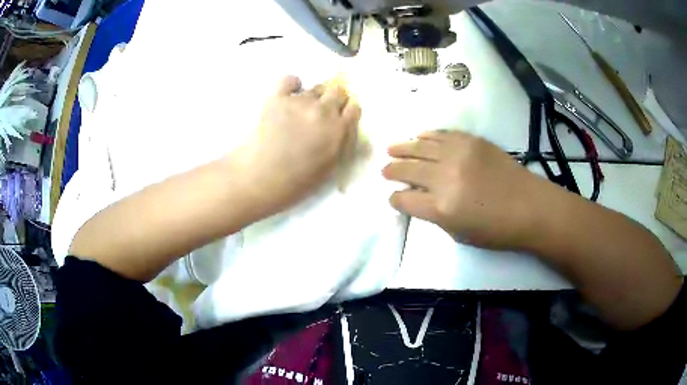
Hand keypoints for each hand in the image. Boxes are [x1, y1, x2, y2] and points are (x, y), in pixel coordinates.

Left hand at [234, 76, 360, 216]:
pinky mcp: (278, 98)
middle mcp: (323, 110)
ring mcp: (300, 102)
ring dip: (312, 97)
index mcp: (338, 130)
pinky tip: (288, 95)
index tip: (341, 117)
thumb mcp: (328, 168)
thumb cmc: (296, 181)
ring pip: (315, 88)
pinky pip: (289, 80)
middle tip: (322, 112)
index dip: (347, 111)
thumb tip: (353, 133)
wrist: (259, 177)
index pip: (353, 108)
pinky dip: (292, 85)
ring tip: (300, 111)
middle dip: (334, 100)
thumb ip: (341, 145)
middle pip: (337, 92)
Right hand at [383, 130, 548, 249]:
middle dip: (392, 171)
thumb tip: (419, 198)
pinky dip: (426, 136)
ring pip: (420, 147)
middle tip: (385, 170)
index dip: (396, 199)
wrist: (530, 206)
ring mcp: (459, 155)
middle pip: (407, 170)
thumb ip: (435, 215)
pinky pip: (441, 134)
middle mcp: (445, 177)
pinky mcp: (471, 141)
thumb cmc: (496, 229)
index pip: (404, 200)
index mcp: (441, 208)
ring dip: (403, 148)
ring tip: (391, 149)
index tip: (394, 197)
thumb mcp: (459, 233)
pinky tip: (418, 137)